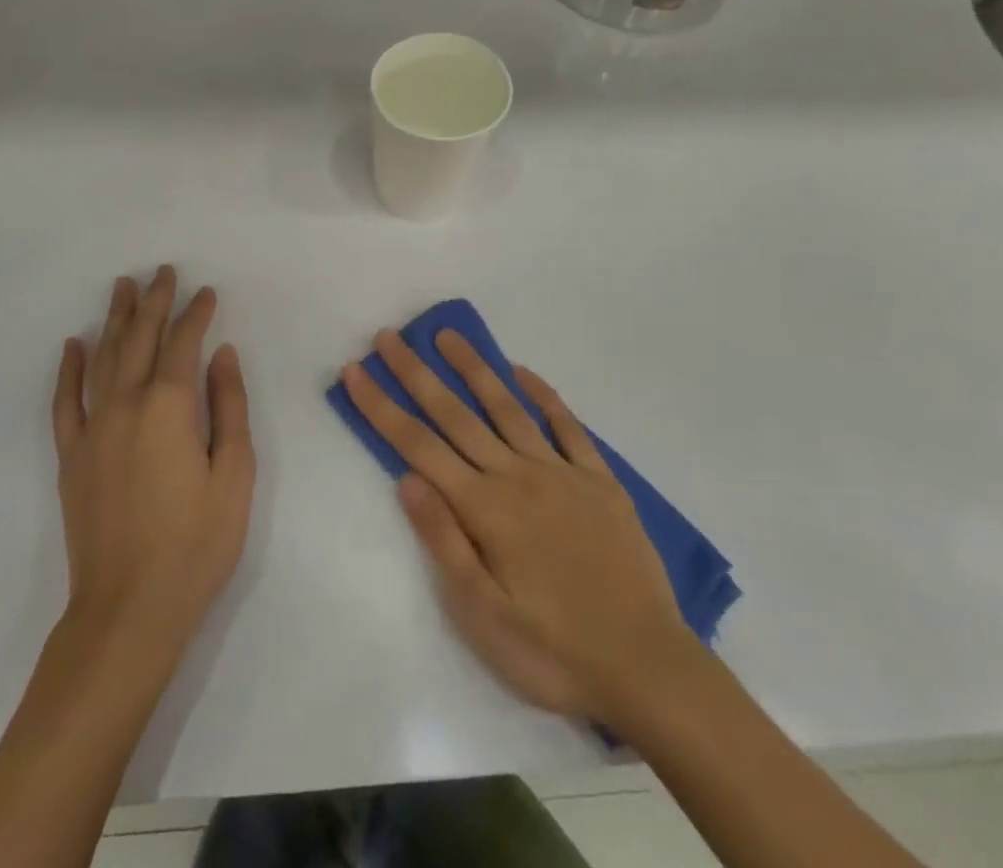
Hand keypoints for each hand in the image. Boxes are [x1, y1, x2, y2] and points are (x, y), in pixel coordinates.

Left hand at [53, 267, 254, 648]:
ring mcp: (92, 429)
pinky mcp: (71, 456)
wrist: (129, 609)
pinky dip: (68, 368)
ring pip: (101, 358)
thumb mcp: (234, 473)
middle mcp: (125, 405)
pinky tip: (73, 344)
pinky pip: (64, 400)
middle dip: (153, 302)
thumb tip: (222, 354)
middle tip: (162, 272)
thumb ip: (229, 406)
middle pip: (138, 339)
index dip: (196, 314)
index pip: (183, 344)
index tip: (206, 291)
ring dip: (114, 320)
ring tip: (121, 288)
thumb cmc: (196, 543)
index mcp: (169, 407)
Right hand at [343, 331, 694, 722]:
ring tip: (447, 335)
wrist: (647, 667)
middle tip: (388, 336)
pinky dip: (543, 394)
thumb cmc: (553, 651)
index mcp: (484, 508)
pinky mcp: (599, 479)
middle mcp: (517, 476)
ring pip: (507, 406)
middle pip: (455, 414)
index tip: (354, 370)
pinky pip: (567, 425)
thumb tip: (406, 478)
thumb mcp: (483, 615)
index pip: (418, 446)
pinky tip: (522, 371)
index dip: (381, 406)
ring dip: (473, 368)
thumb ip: (443, 540)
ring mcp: (560, 472)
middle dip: (415, 373)